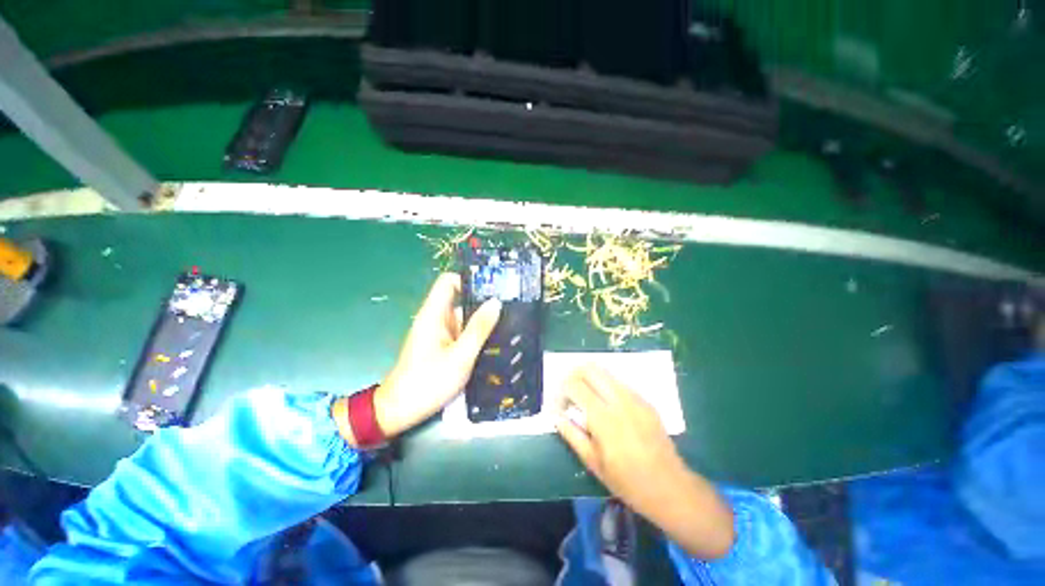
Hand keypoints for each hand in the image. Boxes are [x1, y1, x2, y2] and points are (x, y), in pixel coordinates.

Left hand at [374, 273, 500, 437]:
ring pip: (464, 319)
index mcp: (434, 314)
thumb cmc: (428, 382)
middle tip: (510, 310)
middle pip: (461, 300)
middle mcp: (436, 319)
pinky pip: (463, 333)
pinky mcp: (443, 345)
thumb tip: (496, 302)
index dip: (469, 281)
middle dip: (484, 305)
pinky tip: (495, 343)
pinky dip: (477, 336)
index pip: (448, 282)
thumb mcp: (460, 356)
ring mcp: (440, 333)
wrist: (400, 411)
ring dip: (483, 323)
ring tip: (508, 327)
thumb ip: (479, 328)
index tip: (492, 289)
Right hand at [556, 365, 734, 558]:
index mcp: (603, 417)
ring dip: (589, 378)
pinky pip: (619, 383)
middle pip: (589, 368)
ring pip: (605, 371)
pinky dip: (605, 386)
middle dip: (573, 375)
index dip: (561, 390)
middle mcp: (619, 400)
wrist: (670, 487)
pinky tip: (605, 405)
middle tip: (569, 393)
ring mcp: (635, 397)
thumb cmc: (627, 481)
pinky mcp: (645, 400)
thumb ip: (571, 434)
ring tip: (585, 396)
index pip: (574, 385)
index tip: (559, 405)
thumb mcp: (593, 463)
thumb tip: (557, 416)